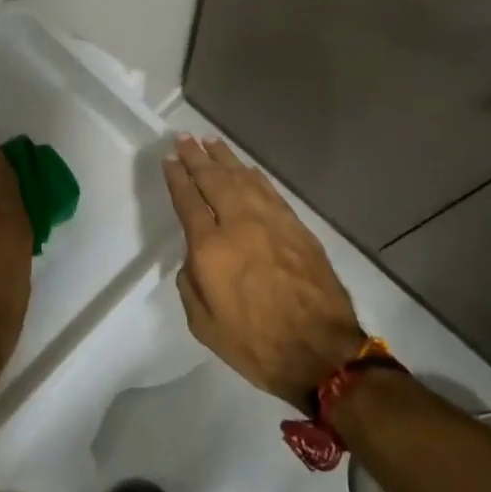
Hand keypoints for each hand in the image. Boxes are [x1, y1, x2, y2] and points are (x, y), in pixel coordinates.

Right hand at [163, 135, 366, 406]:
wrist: (321, 353)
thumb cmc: (256, 345)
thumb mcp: (204, 325)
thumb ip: (191, 284)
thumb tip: (194, 257)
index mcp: (211, 249)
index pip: (189, 201)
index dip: (177, 178)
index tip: (169, 159)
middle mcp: (239, 225)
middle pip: (214, 180)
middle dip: (196, 157)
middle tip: (184, 138)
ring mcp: (271, 222)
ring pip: (243, 179)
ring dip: (224, 158)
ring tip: (210, 141)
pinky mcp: (296, 227)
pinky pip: (269, 191)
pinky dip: (254, 176)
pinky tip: (246, 168)